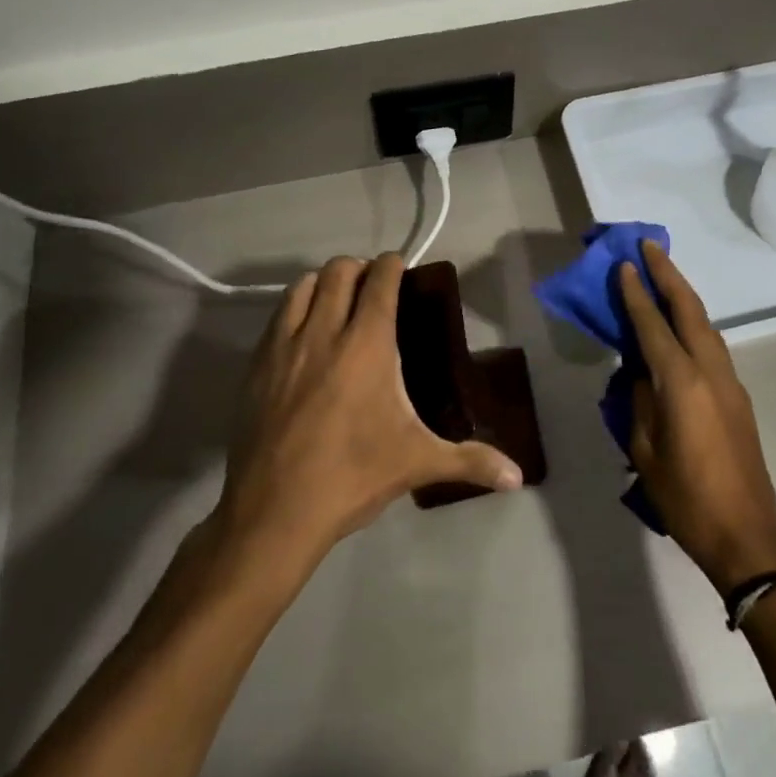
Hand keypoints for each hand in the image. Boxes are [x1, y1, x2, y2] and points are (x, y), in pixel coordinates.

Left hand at [213, 253, 522, 576]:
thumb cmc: (353, 477)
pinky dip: (296, 308)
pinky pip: (278, 315)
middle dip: (359, 269)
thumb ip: (471, 461)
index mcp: (367, 343)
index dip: (392, 264)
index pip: (380, 279)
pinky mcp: (257, 364)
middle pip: (339, 270)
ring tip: (338, 303)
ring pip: (303, 285)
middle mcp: (325, 331)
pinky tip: (305, 335)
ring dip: (324, 283)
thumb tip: (518, 477)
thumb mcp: (417, 463)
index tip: (401, 267)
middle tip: (373, 289)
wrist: (274, 512)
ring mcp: (285, 345)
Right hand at [619, 242, 775, 592]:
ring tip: (662, 274)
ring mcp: (729, 382)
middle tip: (648, 246)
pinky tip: (681, 324)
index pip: (653, 325)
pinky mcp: (738, 397)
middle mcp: (710, 371)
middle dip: (667, 274)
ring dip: (683, 295)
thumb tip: (641, 372)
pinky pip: (712, 345)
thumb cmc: (685, 498)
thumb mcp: (645, 451)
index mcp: (681, 383)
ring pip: (706, 324)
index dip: (635, 294)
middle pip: (689, 309)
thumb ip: (640, 402)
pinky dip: (693, 323)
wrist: (747, 536)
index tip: (623, 264)